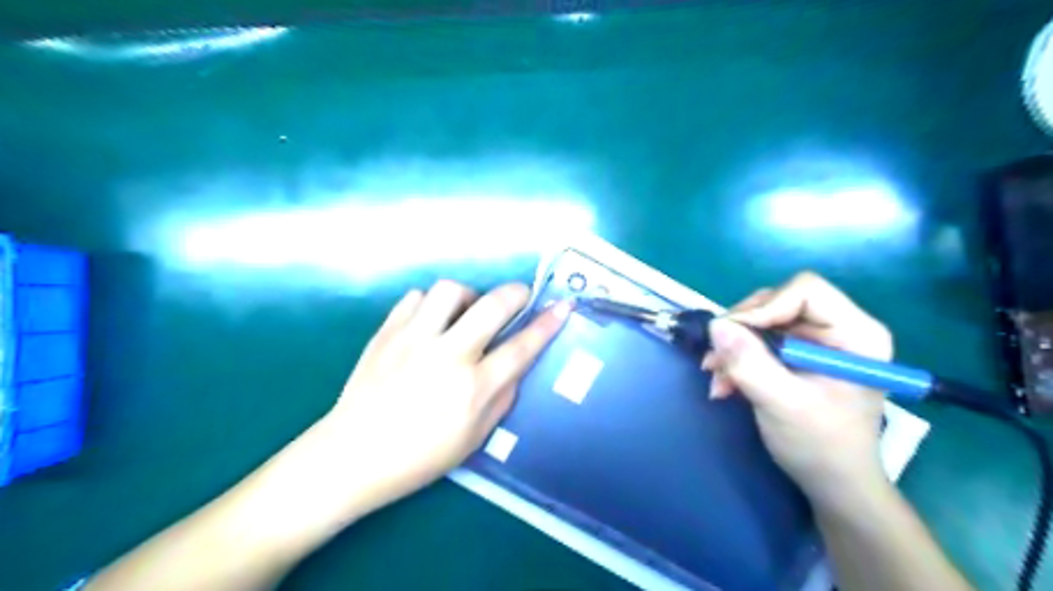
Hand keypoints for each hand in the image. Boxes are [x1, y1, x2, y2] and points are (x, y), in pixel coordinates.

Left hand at [318, 282, 573, 516]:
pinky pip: (414, 298)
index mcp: (472, 388)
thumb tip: (515, 365)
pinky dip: (429, 304)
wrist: (352, 455)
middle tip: (520, 297)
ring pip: (450, 290)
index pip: (521, 347)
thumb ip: (502, 398)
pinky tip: (430, 322)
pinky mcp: (386, 332)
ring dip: (468, 296)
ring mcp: (412, 339)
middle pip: (492, 305)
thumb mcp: (474, 438)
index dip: (547, 324)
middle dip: (516, 293)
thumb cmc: (419, 457)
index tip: (562, 306)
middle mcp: (446, 355)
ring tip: (466, 313)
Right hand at [703, 272, 891, 510]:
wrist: (830, 482)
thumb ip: (750, 363)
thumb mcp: (783, 404)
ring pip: (761, 320)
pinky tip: (725, 384)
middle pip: (777, 302)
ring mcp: (814, 340)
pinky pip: (756, 339)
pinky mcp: (795, 354)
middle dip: (742, 330)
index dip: (766, 307)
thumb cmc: (821, 445)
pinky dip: (735, 358)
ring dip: (732, 347)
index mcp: (855, 333)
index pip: (805, 291)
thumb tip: (716, 325)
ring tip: (717, 377)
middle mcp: (836, 328)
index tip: (734, 336)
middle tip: (717, 359)